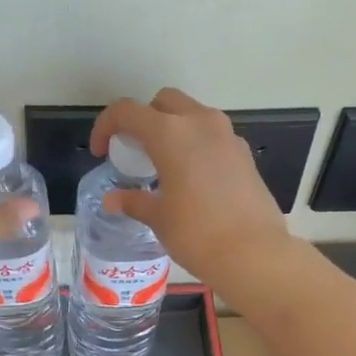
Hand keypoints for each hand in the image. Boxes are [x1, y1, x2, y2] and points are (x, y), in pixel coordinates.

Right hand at [88, 88, 292, 286]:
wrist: (253, 253)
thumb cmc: (196, 234)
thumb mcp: (159, 218)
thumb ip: (134, 201)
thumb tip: (113, 201)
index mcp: (170, 133)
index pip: (128, 112)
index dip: (107, 126)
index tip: (101, 151)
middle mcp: (200, 123)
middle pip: (164, 102)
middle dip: (144, 119)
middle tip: (135, 150)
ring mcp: (227, 136)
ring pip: (193, 115)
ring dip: (174, 129)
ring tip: (164, 163)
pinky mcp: (245, 153)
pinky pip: (214, 136)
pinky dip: (197, 145)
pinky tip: (193, 178)